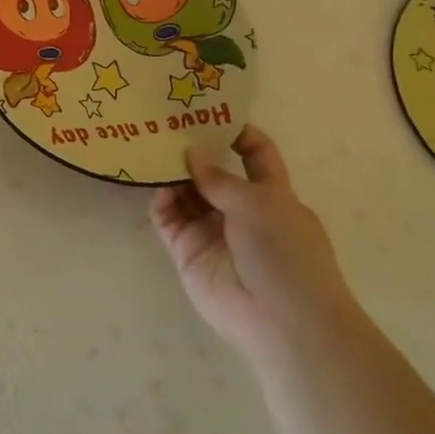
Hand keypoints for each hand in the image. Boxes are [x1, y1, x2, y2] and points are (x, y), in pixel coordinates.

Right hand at [150, 125, 359, 371]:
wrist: (282, 322)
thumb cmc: (285, 253)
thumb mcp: (259, 203)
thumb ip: (219, 177)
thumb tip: (191, 154)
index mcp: (272, 194)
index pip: (256, 154)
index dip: (237, 132)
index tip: (208, 111)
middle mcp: (241, 210)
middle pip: (213, 173)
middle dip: (193, 150)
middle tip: (163, 125)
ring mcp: (213, 232)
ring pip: (186, 194)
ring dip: (171, 174)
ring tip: (149, 149)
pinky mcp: (189, 253)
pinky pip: (168, 220)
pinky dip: (160, 203)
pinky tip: (154, 187)